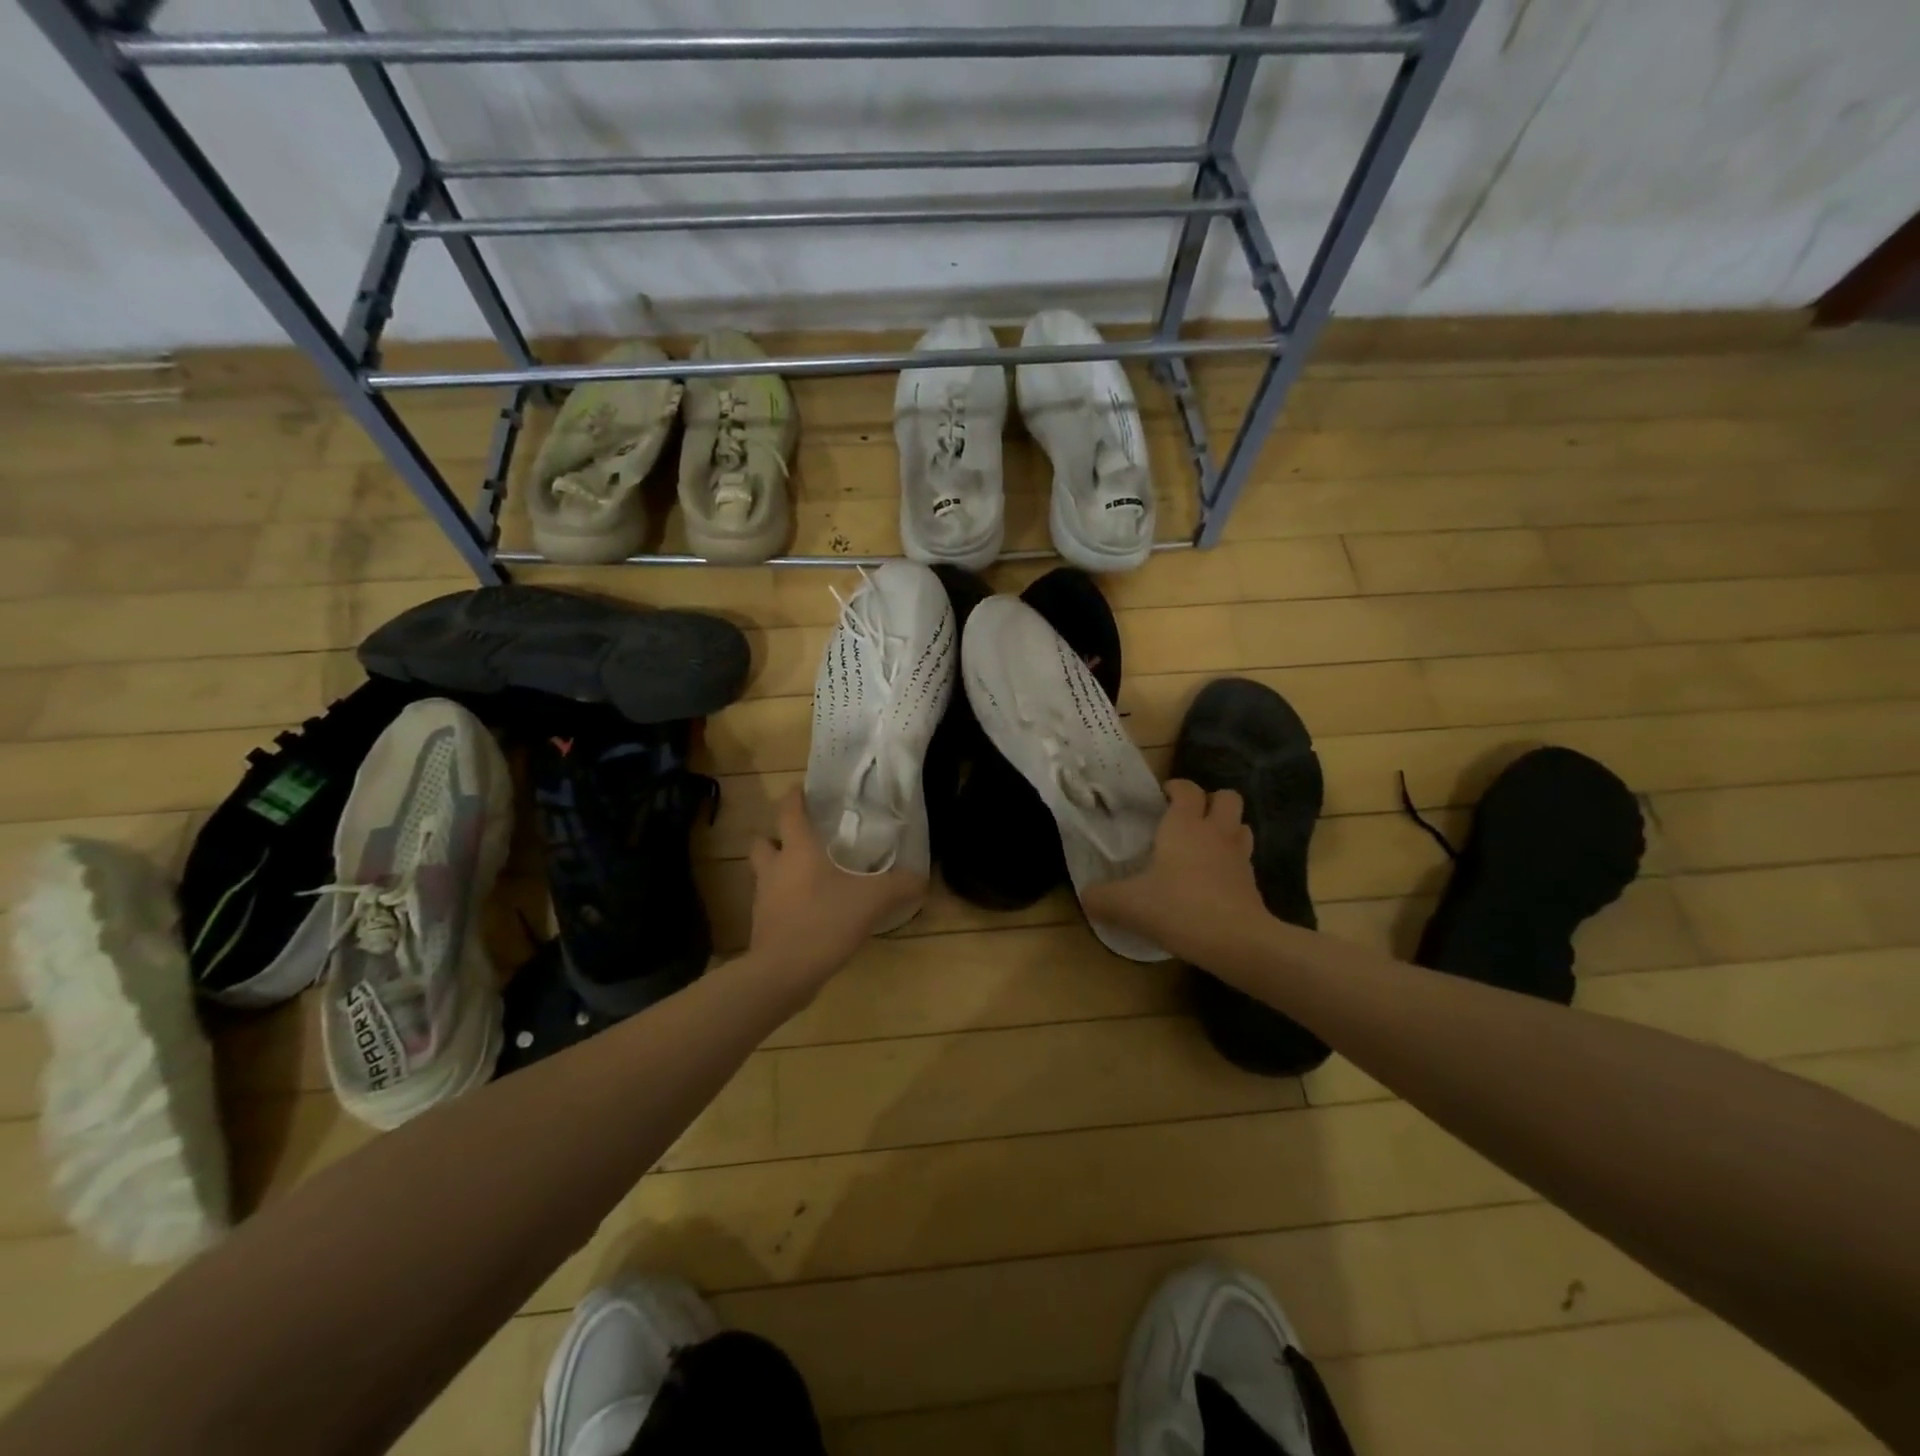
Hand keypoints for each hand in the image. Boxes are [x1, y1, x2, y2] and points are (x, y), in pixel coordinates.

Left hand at [746, 788, 924, 989]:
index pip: (788, 811)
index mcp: (798, 850)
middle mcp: (774, 867)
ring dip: (778, 869)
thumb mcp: (872, 901)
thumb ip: (899, 886)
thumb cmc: (824, 921)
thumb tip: (923, 878)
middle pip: (763, 841)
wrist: (783, 973)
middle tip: (803, 841)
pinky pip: (770, 902)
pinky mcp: (762, 924)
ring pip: (764, 872)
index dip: (793, 796)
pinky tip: (808, 911)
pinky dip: (783, 900)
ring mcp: (763, 897)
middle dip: (777, 837)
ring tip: (807, 877)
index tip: (801, 788)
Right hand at [1082, 780, 1272, 966]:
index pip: (1187, 789)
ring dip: (1227, 829)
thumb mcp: (1128, 904)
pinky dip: (1232, 862)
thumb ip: (1102, 897)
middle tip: (1189, 817)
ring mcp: (1239, 857)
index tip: (1162, 797)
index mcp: (1184, 825)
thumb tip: (1085, 896)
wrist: (1236, 941)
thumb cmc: (1178, 908)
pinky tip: (1215, 879)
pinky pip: (1244, 860)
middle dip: (1211, 801)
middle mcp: (1215, 832)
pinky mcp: (1252, 883)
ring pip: (1242, 826)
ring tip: (1206, 844)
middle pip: (1227, 798)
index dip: (1176, 788)